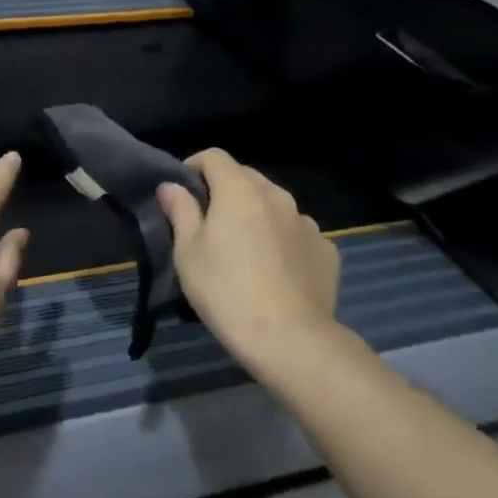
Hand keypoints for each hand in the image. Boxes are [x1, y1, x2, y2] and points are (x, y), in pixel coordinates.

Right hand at [157, 150, 346, 381]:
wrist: (291, 340)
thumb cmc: (227, 291)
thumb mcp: (187, 253)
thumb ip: (180, 212)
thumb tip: (171, 186)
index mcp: (239, 190)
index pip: (214, 156)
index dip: (194, 167)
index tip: (183, 193)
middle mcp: (277, 196)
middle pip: (245, 177)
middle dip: (224, 190)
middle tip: (208, 223)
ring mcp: (306, 223)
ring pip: (273, 204)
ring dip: (256, 214)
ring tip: (244, 248)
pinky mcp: (326, 250)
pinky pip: (296, 232)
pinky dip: (282, 239)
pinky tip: (275, 269)